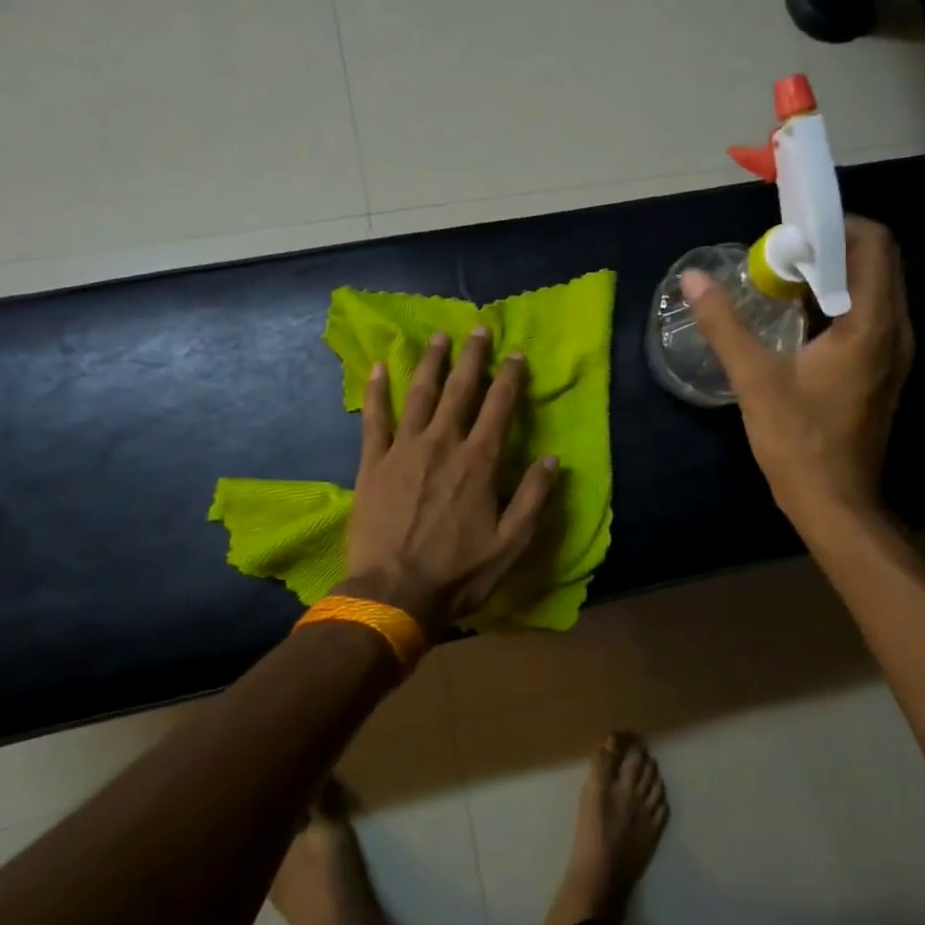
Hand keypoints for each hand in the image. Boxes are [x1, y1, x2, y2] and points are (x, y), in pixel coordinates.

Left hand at [345, 327, 559, 634]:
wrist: (393, 594)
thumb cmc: (458, 572)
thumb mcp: (511, 543)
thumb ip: (533, 497)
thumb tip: (553, 458)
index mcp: (479, 462)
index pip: (499, 408)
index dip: (510, 378)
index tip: (516, 354)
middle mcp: (443, 444)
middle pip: (460, 390)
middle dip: (471, 357)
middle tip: (477, 329)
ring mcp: (404, 450)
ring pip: (419, 395)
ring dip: (429, 363)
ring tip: (437, 338)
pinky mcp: (372, 464)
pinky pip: (374, 419)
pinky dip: (376, 392)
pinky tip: (377, 368)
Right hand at [684, 215, 913, 532]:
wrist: (835, 505)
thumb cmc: (798, 442)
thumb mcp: (755, 380)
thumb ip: (725, 324)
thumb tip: (694, 279)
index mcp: (871, 324)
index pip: (872, 243)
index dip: (833, 225)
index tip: (789, 232)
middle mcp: (894, 330)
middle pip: (876, 261)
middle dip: (830, 246)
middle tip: (780, 253)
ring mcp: (893, 352)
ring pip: (872, 288)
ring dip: (832, 275)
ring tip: (782, 280)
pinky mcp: (882, 370)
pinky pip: (868, 315)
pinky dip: (837, 303)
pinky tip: (797, 318)